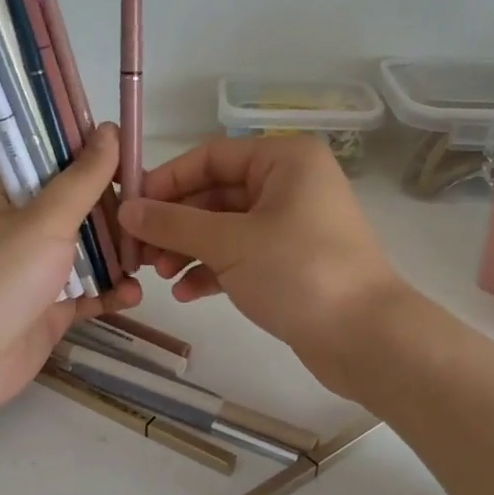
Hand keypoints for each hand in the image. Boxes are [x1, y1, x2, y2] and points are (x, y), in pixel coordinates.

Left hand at [0, 124, 139, 422]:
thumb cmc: (1, 276)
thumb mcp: (46, 218)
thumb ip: (83, 178)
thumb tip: (110, 128)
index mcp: (10, 196)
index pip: (58, 165)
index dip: (97, 162)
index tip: (138, 165)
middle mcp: (22, 228)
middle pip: (80, 210)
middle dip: (118, 215)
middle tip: (154, 218)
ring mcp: (36, 271)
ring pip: (88, 253)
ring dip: (119, 256)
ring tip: (153, 259)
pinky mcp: (50, 309)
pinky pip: (88, 293)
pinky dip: (111, 293)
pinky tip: (134, 295)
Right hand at [116, 134, 406, 396]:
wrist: (366, 338)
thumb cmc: (298, 272)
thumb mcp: (229, 243)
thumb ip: (174, 223)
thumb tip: (127, 210)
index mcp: (284, 160)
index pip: (210, 157)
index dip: (167, 181)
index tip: (130, 208)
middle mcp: (290, 184)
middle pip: (216, 193)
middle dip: (176, 223)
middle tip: (139, 251)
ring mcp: (292, 225)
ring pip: (226, 227)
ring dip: (189, 248)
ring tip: (157, 275)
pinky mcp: (292, 263)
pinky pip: (242, 256)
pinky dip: (213, 270)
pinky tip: (186, 293)